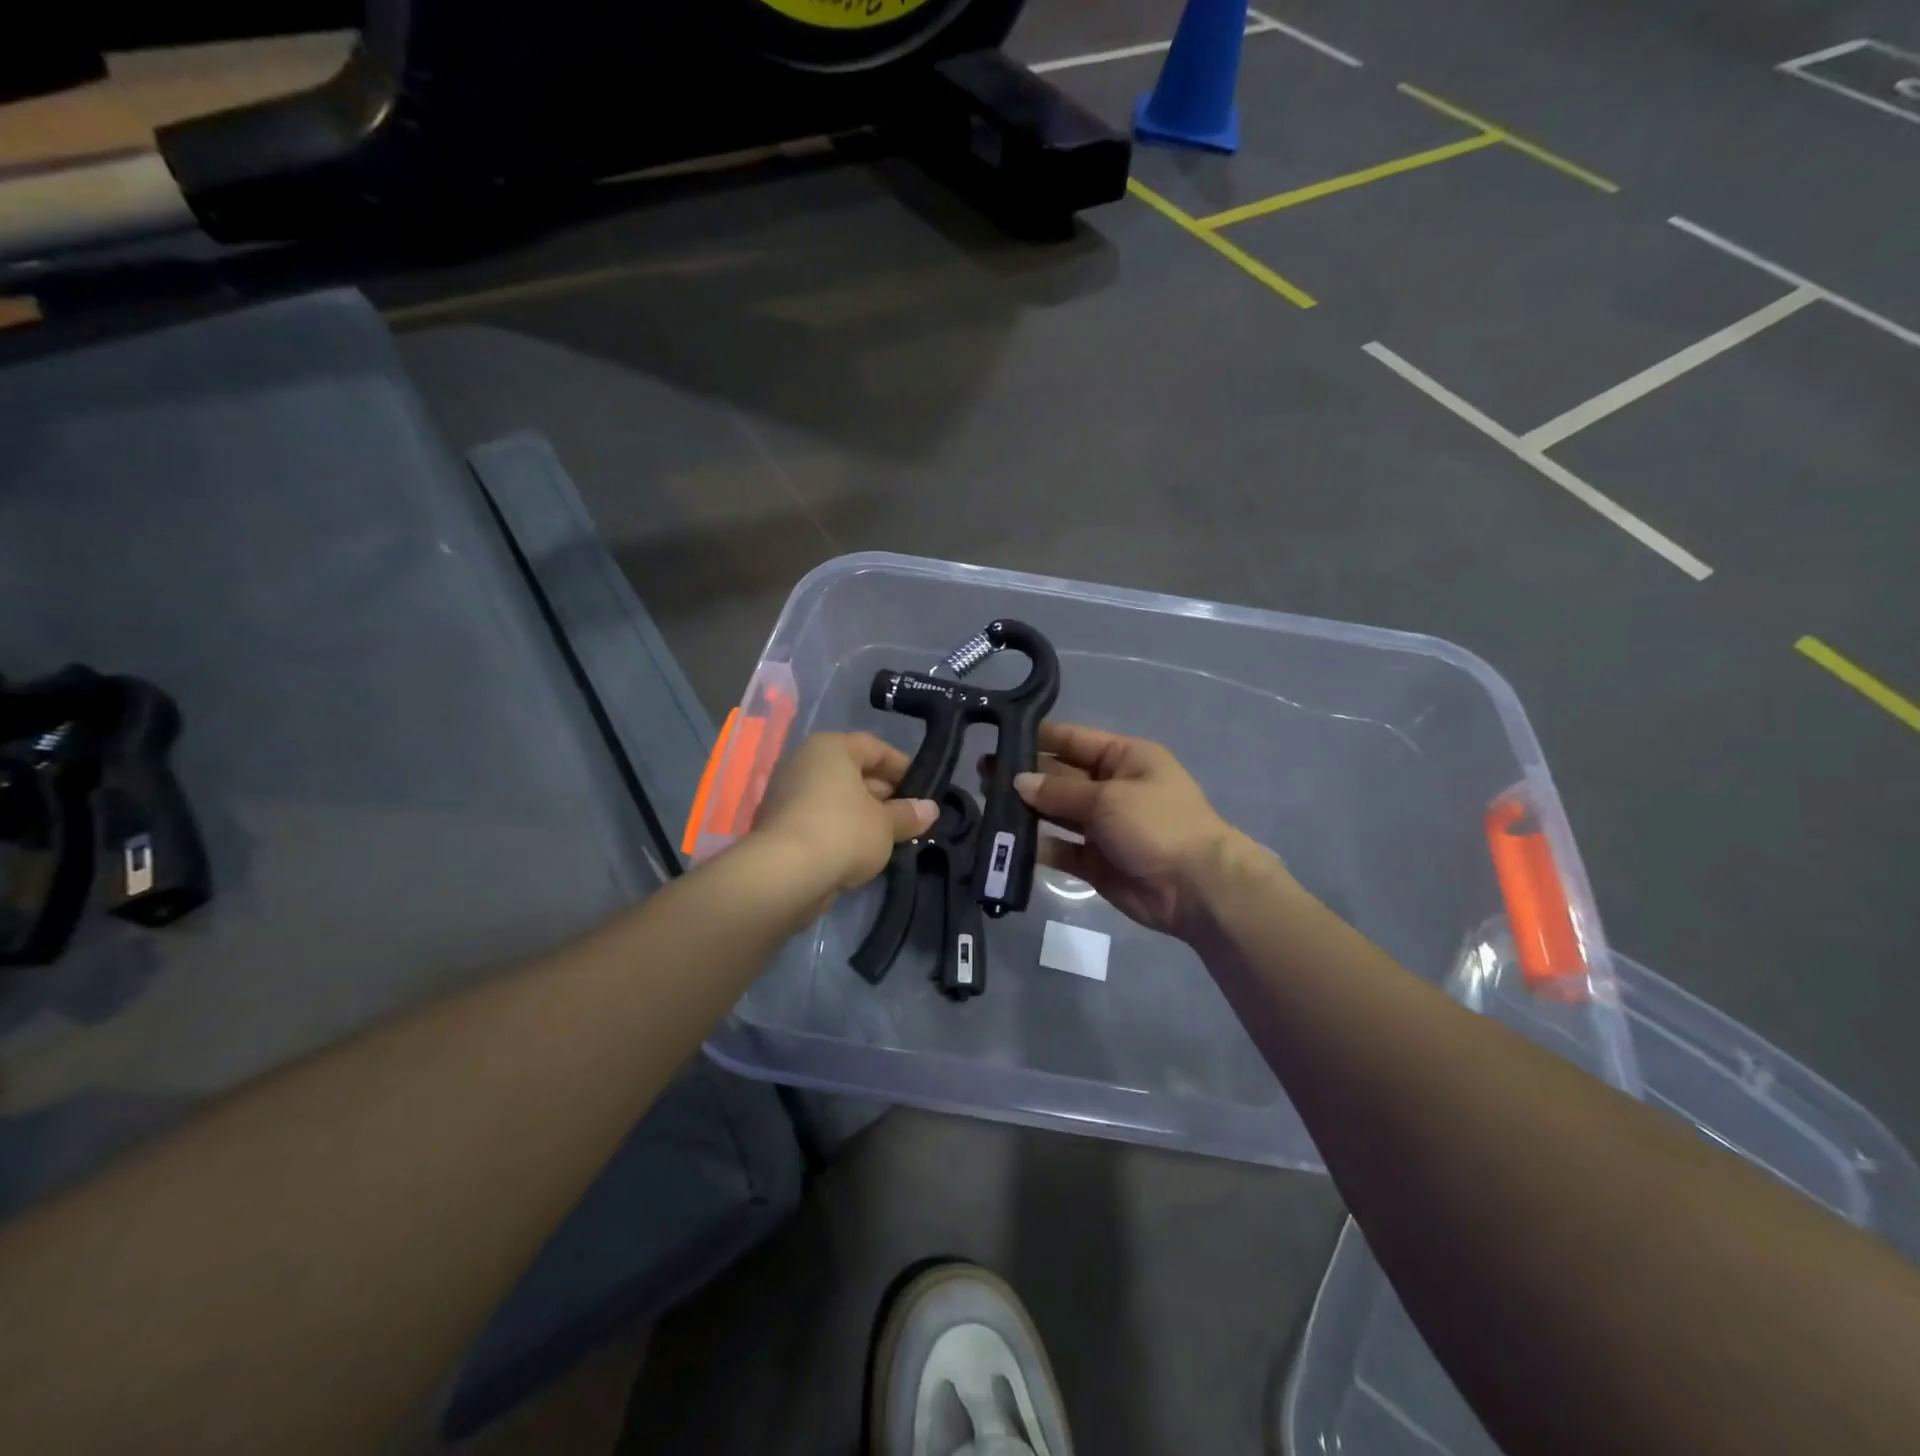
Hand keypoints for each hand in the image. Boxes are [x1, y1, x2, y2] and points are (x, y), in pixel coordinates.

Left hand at [753, 733, 937, 893]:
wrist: (784, 875)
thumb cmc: (843, 832)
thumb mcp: (886, 824)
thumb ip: (909, 814)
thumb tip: (930, 809)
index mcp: (830, 748)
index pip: (875, 747)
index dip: (903, 767)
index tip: (924, 790)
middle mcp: (806, 763)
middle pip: (854, 772)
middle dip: (885, 794)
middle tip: (911, 816)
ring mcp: (789, 795)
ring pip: (838, 799)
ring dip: (865, 816)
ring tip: (894, 837)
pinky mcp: (781, 826)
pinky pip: (822, 820)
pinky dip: (843, 831)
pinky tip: (865, 852)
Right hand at [1004, 721, 1273, 938]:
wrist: (1196, 888)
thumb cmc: (1157, 824)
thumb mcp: (1107, 797)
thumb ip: (1059, 791)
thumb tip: (1018, 781)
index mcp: (1124, 758)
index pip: (1073, 740)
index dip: (1038, 737)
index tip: (999, 734)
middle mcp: (1111, 787)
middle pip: (1060, 776)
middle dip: (1025, 775)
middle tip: (981, 772)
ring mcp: (1103, 826)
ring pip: (1056, 813)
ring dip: (1026, 810)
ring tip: (985, 804)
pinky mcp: (1095, 861)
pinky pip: (1060, 848)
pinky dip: (1037, 846)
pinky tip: (1006, 842)